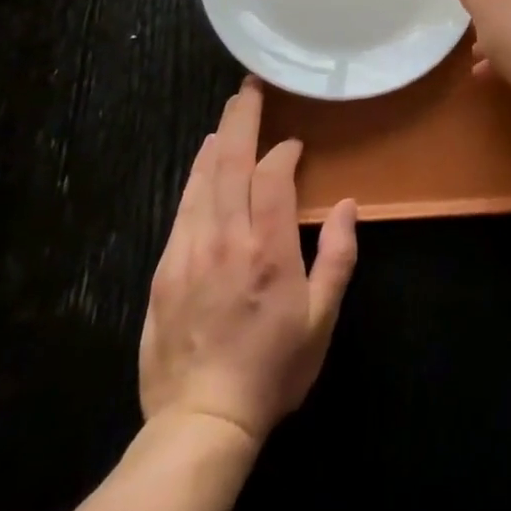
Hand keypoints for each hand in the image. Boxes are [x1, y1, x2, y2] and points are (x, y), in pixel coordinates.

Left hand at [139, 79, 358, 444]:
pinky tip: (201, 163)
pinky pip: (182, 207)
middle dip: (242, 119)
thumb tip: (346, 205)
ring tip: (230, 114)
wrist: (200, 422)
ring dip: (218, 141)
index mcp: (268, 249)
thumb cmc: (272, 370)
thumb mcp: (321, 320)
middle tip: (250, 88)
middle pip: (230, 162)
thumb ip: (337, 257)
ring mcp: (189, 250)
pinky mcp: (164, 267)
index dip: (284, 152)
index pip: (272, 176)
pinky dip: (195, 176)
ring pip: (201, 179)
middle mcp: (225, 239)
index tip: (294, 145)